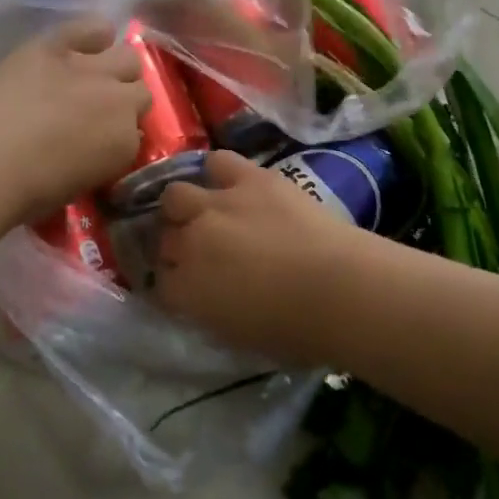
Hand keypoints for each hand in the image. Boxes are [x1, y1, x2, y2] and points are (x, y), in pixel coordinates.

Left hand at [0, 18, 150, 224]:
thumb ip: (97, 159)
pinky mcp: (56, 45)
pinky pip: (90, 28)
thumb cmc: (27, 190)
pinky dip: (92, 34)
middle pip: (141, 89)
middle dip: (125, 98)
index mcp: (125, 143)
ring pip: (126, 56)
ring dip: (116, 67)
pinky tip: (85, 42)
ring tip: (94, 74)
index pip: (137, 131)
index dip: (119, 132)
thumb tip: (97, 145)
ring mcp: (89, 68)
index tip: (102, 138)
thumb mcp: (76, 186)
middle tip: (99, 108)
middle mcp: (118, 100)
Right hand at [153, 150, 353, 364]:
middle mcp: (190, 243)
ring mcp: (216, 205)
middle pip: (164, 235)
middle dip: (174, 241)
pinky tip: (229, 181)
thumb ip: (210, 309)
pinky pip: (217, 162)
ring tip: (205, 209)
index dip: (174, 283)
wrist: (338, 289)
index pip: (160, 283)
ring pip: (176, 194)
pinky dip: (218, 172)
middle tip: (196, 247)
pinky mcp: (248, 178)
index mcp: (185, 291)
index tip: (188, 287)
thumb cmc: (296, 331)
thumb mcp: (239, 335)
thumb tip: (205, 296)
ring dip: (185, 204)